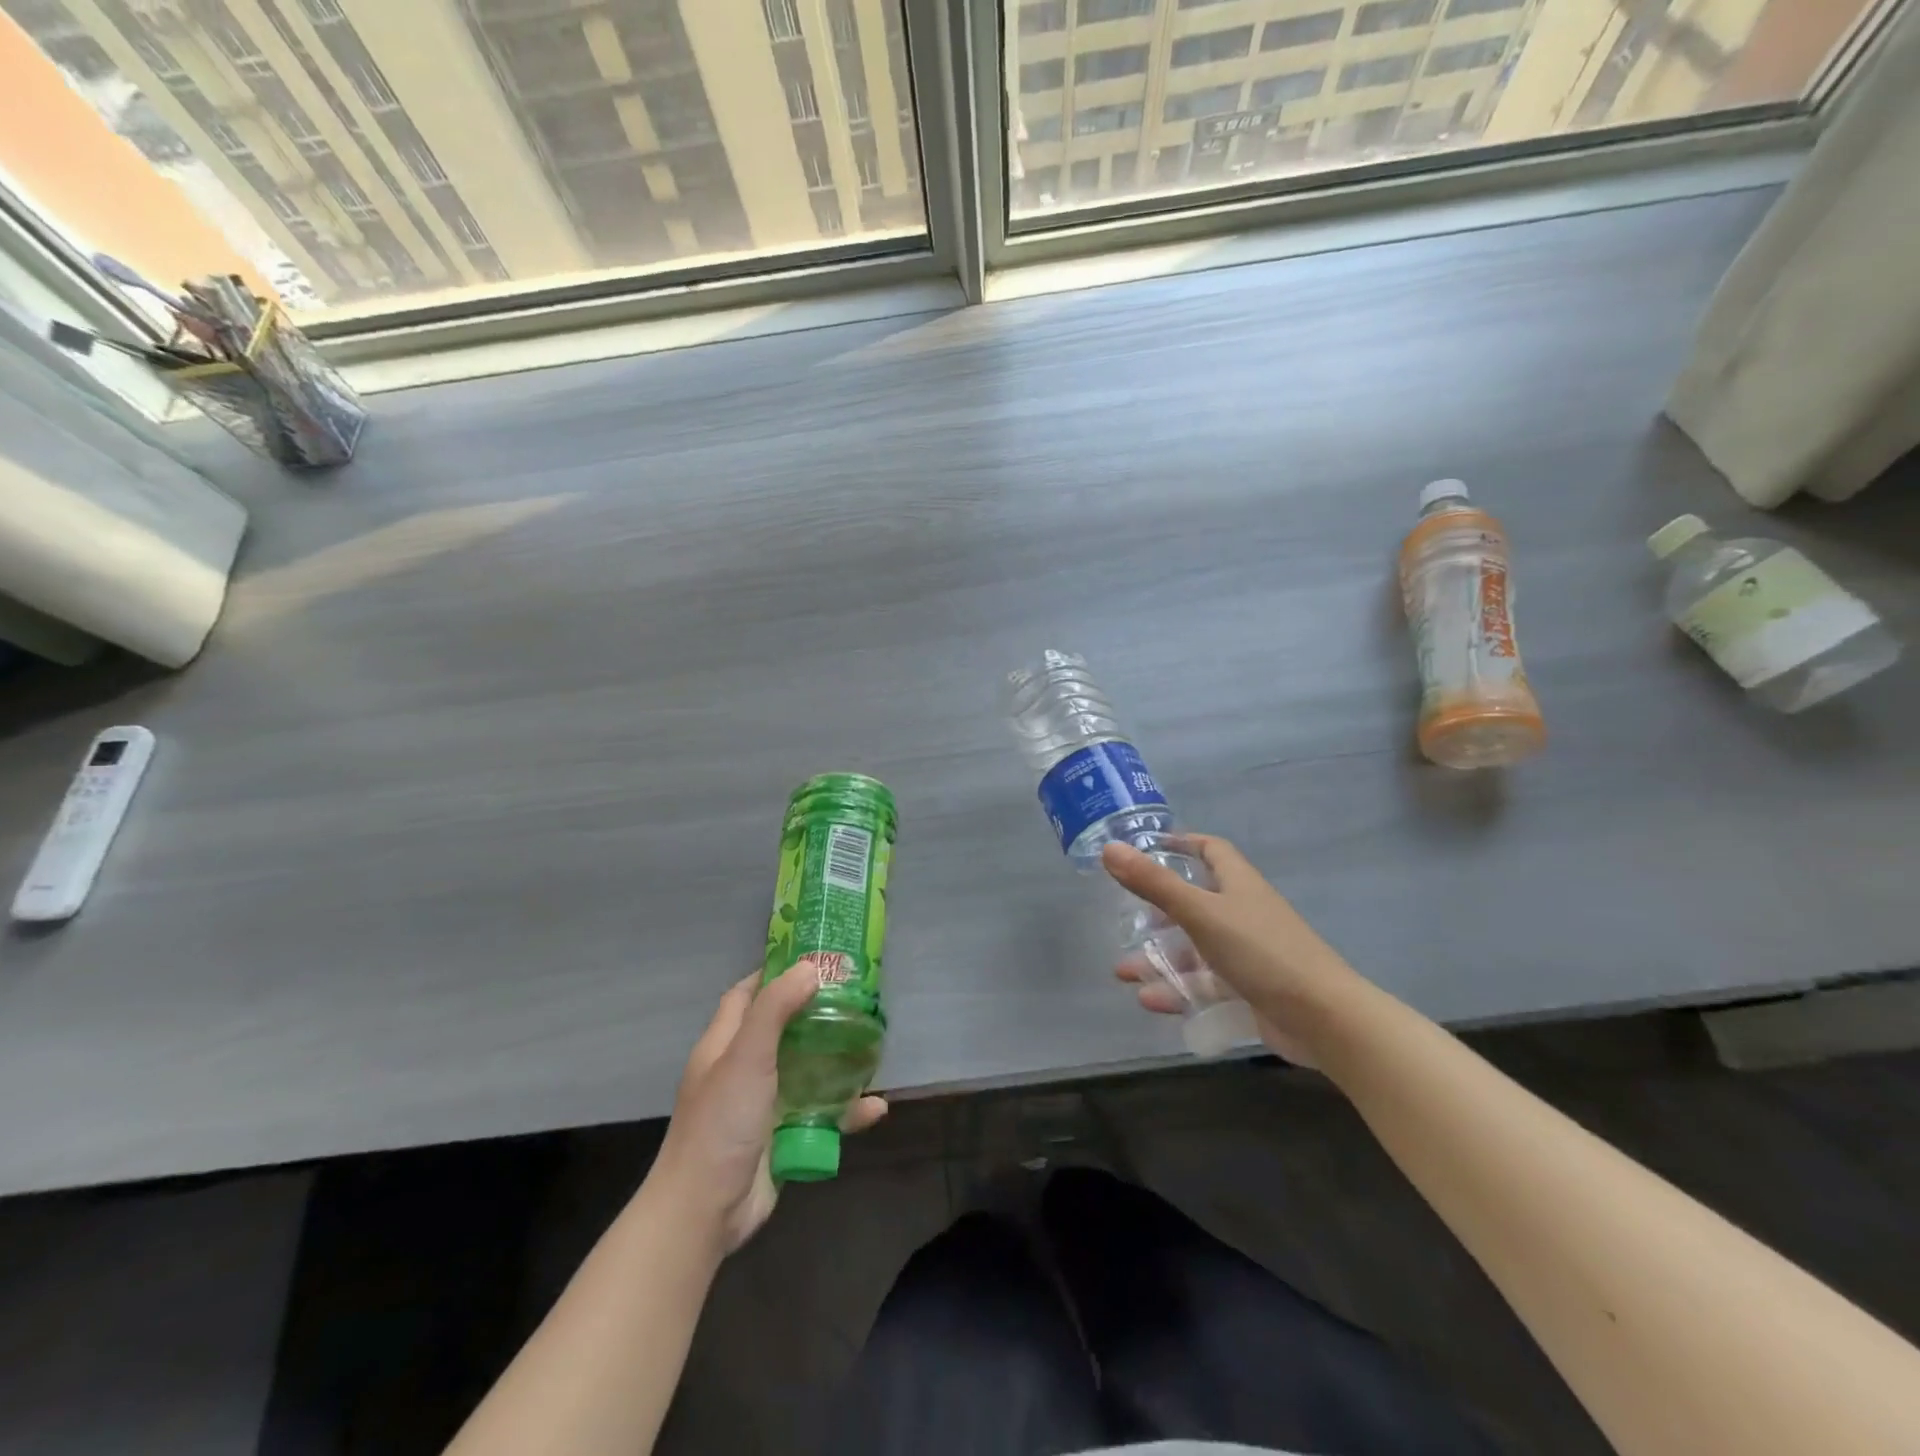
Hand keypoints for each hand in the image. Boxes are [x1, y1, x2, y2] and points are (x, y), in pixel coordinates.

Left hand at [650, 963, 887, 1253]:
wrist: (704, 1212)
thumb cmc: (721, 1123)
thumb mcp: (746, 1056)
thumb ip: (776, 1009)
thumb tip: (810, 968)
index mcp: (724, 1045)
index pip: (746, 995)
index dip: (774, 974)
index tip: (813, 960)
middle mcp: (743, 1070)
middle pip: (782, 1029)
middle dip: (816, 1013)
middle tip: (855, 998)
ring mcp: (763, 1105)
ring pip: (807, 1072)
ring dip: (837, 1061)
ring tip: (872, 1044)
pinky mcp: (783, 1138)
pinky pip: (821, 1116)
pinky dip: (847, 1111)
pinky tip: (876, 1107)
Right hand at [1101, 835, 1362, 1067]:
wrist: (1324, 1019)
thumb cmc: (1262, 951)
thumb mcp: (1201, 913)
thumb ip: (1154, 884)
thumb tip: (1110, 849)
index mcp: (1238, 884)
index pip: (1211, 850)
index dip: (1183, 844)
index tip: (1149, 848)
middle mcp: (1244, 913)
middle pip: (1197, 902)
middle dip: (1159, 911)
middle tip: (1128, 919)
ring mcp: (1249, 953)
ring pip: (1197, 949)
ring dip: (1161, 958)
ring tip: (1123, 971)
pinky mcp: (1251, 990)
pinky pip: (1207, 984)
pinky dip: (1179, 990)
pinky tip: (1149, 1001)